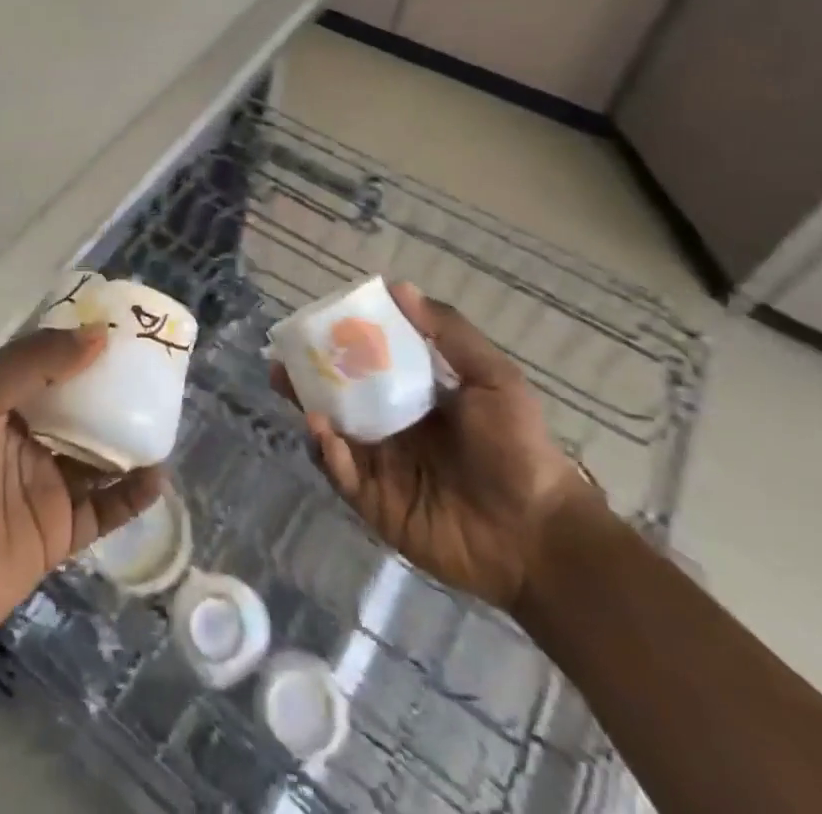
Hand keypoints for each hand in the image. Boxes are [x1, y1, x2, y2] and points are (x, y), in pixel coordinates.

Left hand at [0, 327, 162, 661]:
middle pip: (80, 406)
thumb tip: (98, 337)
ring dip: (129, 439)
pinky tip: (157, 477)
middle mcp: (26, 436)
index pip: (49, 361)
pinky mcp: (58, 531)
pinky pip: (105, 508)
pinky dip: (133, 494)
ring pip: (98, 454)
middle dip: (115, 389)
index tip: (125, 328)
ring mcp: (44, 484)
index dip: (83, 344)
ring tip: (166, 418)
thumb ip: (33, 363)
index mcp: (1, 398)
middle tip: (158, 371)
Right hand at [274, 284, 595, 609]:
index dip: (340, 345)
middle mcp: (391, 428)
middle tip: (282, 360)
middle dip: (308, 379)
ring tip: (292, 389)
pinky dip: (328, 453)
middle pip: (339, 398)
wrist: (539, 535)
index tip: (315, 324)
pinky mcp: (375, 503)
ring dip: (310, 410)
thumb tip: (400, 286)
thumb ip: (449, 333)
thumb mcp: (493, 377)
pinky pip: (342, 474)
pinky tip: (324, 433)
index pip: (368, 365)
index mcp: (415, 398)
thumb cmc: (518, 449)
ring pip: (332, 432)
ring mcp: (380, 467)